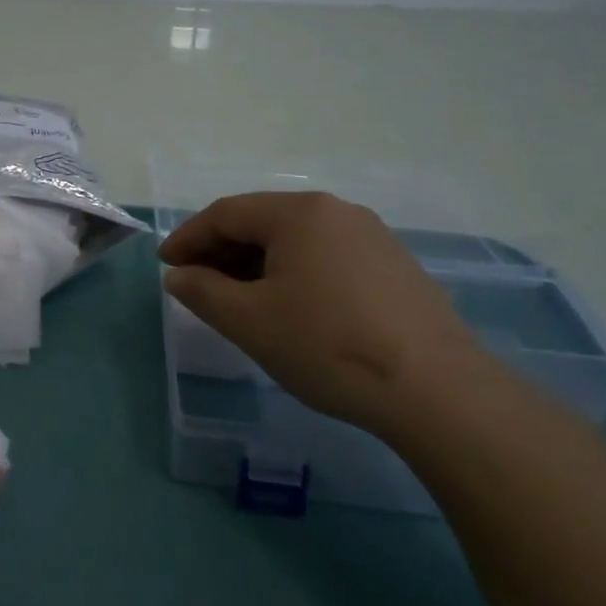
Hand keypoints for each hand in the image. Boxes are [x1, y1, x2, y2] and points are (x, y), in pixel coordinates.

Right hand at [159, 191, 491, 437]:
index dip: (188, 238)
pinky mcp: (396, 268)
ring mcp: (373, 238)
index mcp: (298, 213)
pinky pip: (327, 258)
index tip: (166, 266)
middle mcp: (337, 212)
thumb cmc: (327, 345)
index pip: (225, 214)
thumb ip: (202, 291)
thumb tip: (179, 276)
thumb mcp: (248, 321)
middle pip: (262, 222)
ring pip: (296, 241)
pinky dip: (294, 274)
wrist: (439, 393)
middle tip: (197, 284)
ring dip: (257, 264)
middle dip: (222, 252)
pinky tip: (290, 308)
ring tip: (239, 300)